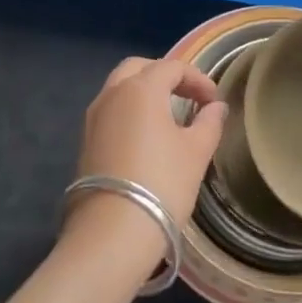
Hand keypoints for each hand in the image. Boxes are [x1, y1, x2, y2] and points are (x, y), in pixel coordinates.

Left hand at [65, 56, 226, 271]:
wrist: (111, 234)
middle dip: (164, 76)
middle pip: (139, 68)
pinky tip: (145, 138)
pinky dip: (129, 112)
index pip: (172, 67)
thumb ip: (209, 123)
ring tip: (168, 116)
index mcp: (141, 88)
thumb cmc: (162, 184)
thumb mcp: (196, 152)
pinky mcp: (85, 142)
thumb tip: (216, 107)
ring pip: (120, 89)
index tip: (214, 101)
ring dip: (144, 93)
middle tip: (187, 96)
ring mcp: (94, 118)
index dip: (197, 79)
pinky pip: (110, 112)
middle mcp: (112, 94)